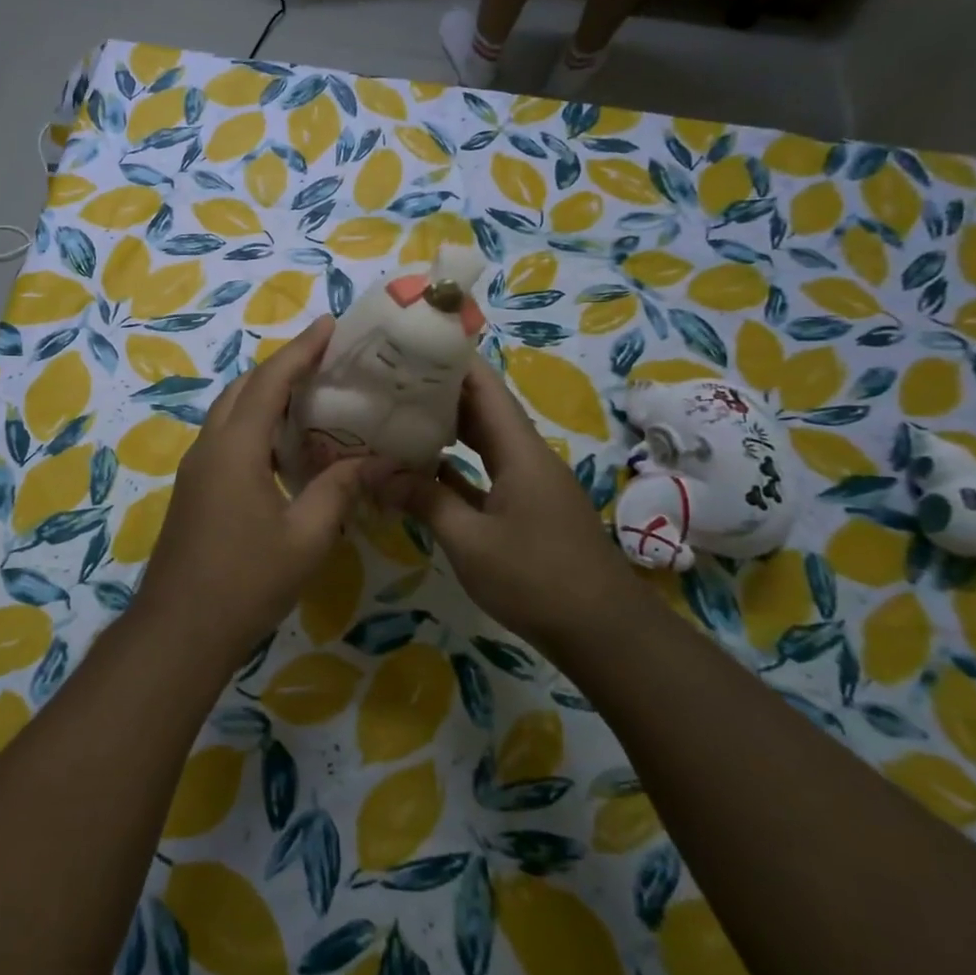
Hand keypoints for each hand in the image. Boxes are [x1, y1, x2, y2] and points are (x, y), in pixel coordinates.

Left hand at [133, 316, 394, 661]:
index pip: (270, 381)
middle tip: (326, 360)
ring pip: (230, 412)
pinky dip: (254, 424)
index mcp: (235, 447)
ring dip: (265, 395)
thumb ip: (338, 490)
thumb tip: (373, 460)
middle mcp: (210, 446)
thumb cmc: (246, 582)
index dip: (301, 350)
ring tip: (311, 396)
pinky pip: (226, 437)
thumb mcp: (306, 537)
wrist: (180, 631)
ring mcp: (196, 468)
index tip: (329, 325)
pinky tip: (284, 446)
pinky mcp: (194, 489)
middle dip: (282, 366)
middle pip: (244, 388)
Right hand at [388, 356, 633, 646]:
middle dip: (439, 390)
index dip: (451, 359)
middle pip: (482, 408)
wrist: (601, 631)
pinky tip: (422, 467)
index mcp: (520, 450)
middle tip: (389, 379)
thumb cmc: (536, 578)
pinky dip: (455, 465)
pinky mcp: (526, 508)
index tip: (410, 343)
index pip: (484, 386)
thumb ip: (424, 501)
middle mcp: (527, 456)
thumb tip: (374, 472)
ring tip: (398, 413)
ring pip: (484, 440)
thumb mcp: (470, 541)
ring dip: (446, 427)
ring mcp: (528, 482)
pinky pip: (486, 471)